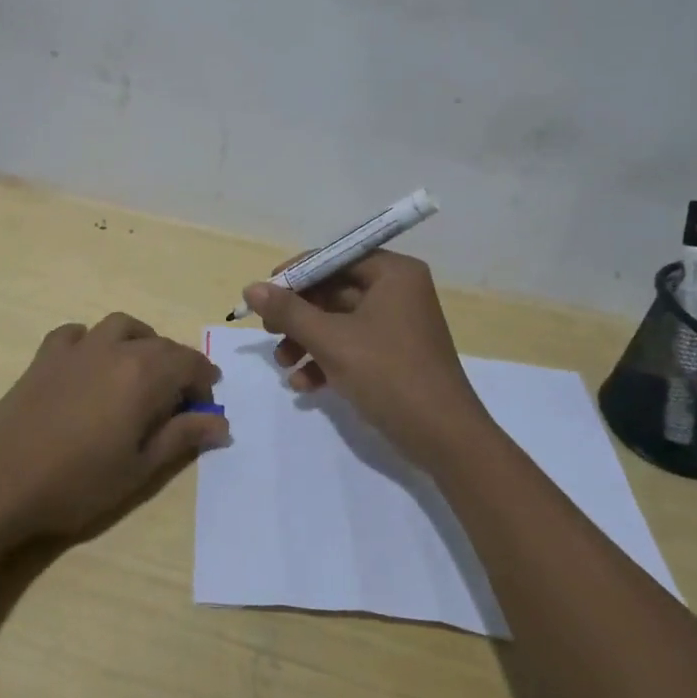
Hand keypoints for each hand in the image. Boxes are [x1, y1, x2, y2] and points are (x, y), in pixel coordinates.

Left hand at [0, 312, 229, 539]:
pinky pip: (78, 333)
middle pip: (160, 344)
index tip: (207, 404)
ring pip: (122, 326)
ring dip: (141, 342)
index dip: (204, 380)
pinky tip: (90, 364)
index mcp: (145, 374)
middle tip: (178, 399)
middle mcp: (116, 348)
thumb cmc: (79, 481)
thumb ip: (183, 437)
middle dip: (178, 365)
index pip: (189, 363)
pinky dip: (93, 341)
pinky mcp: (47, 355)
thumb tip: (221, 422)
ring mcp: (79, 347)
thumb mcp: (141, 468)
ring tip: (140, 370)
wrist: (1, 479)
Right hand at [243, 251, 495, 469]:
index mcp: (393, 273)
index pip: (335, 257)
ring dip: (307, 340)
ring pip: (339, 321)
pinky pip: (353, 345)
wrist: (445, 439)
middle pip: (334, 290)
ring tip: (283, 364)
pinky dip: (327, 359)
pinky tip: (304, 385)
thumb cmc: (389, 375)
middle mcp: (398, 291)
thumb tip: (251, 289)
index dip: (297, 274)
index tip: (264, 294)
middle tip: (268, 331)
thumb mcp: (332, 341)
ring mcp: (397, 324)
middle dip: (299, 315)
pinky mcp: (395, 355)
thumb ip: (289, 312)